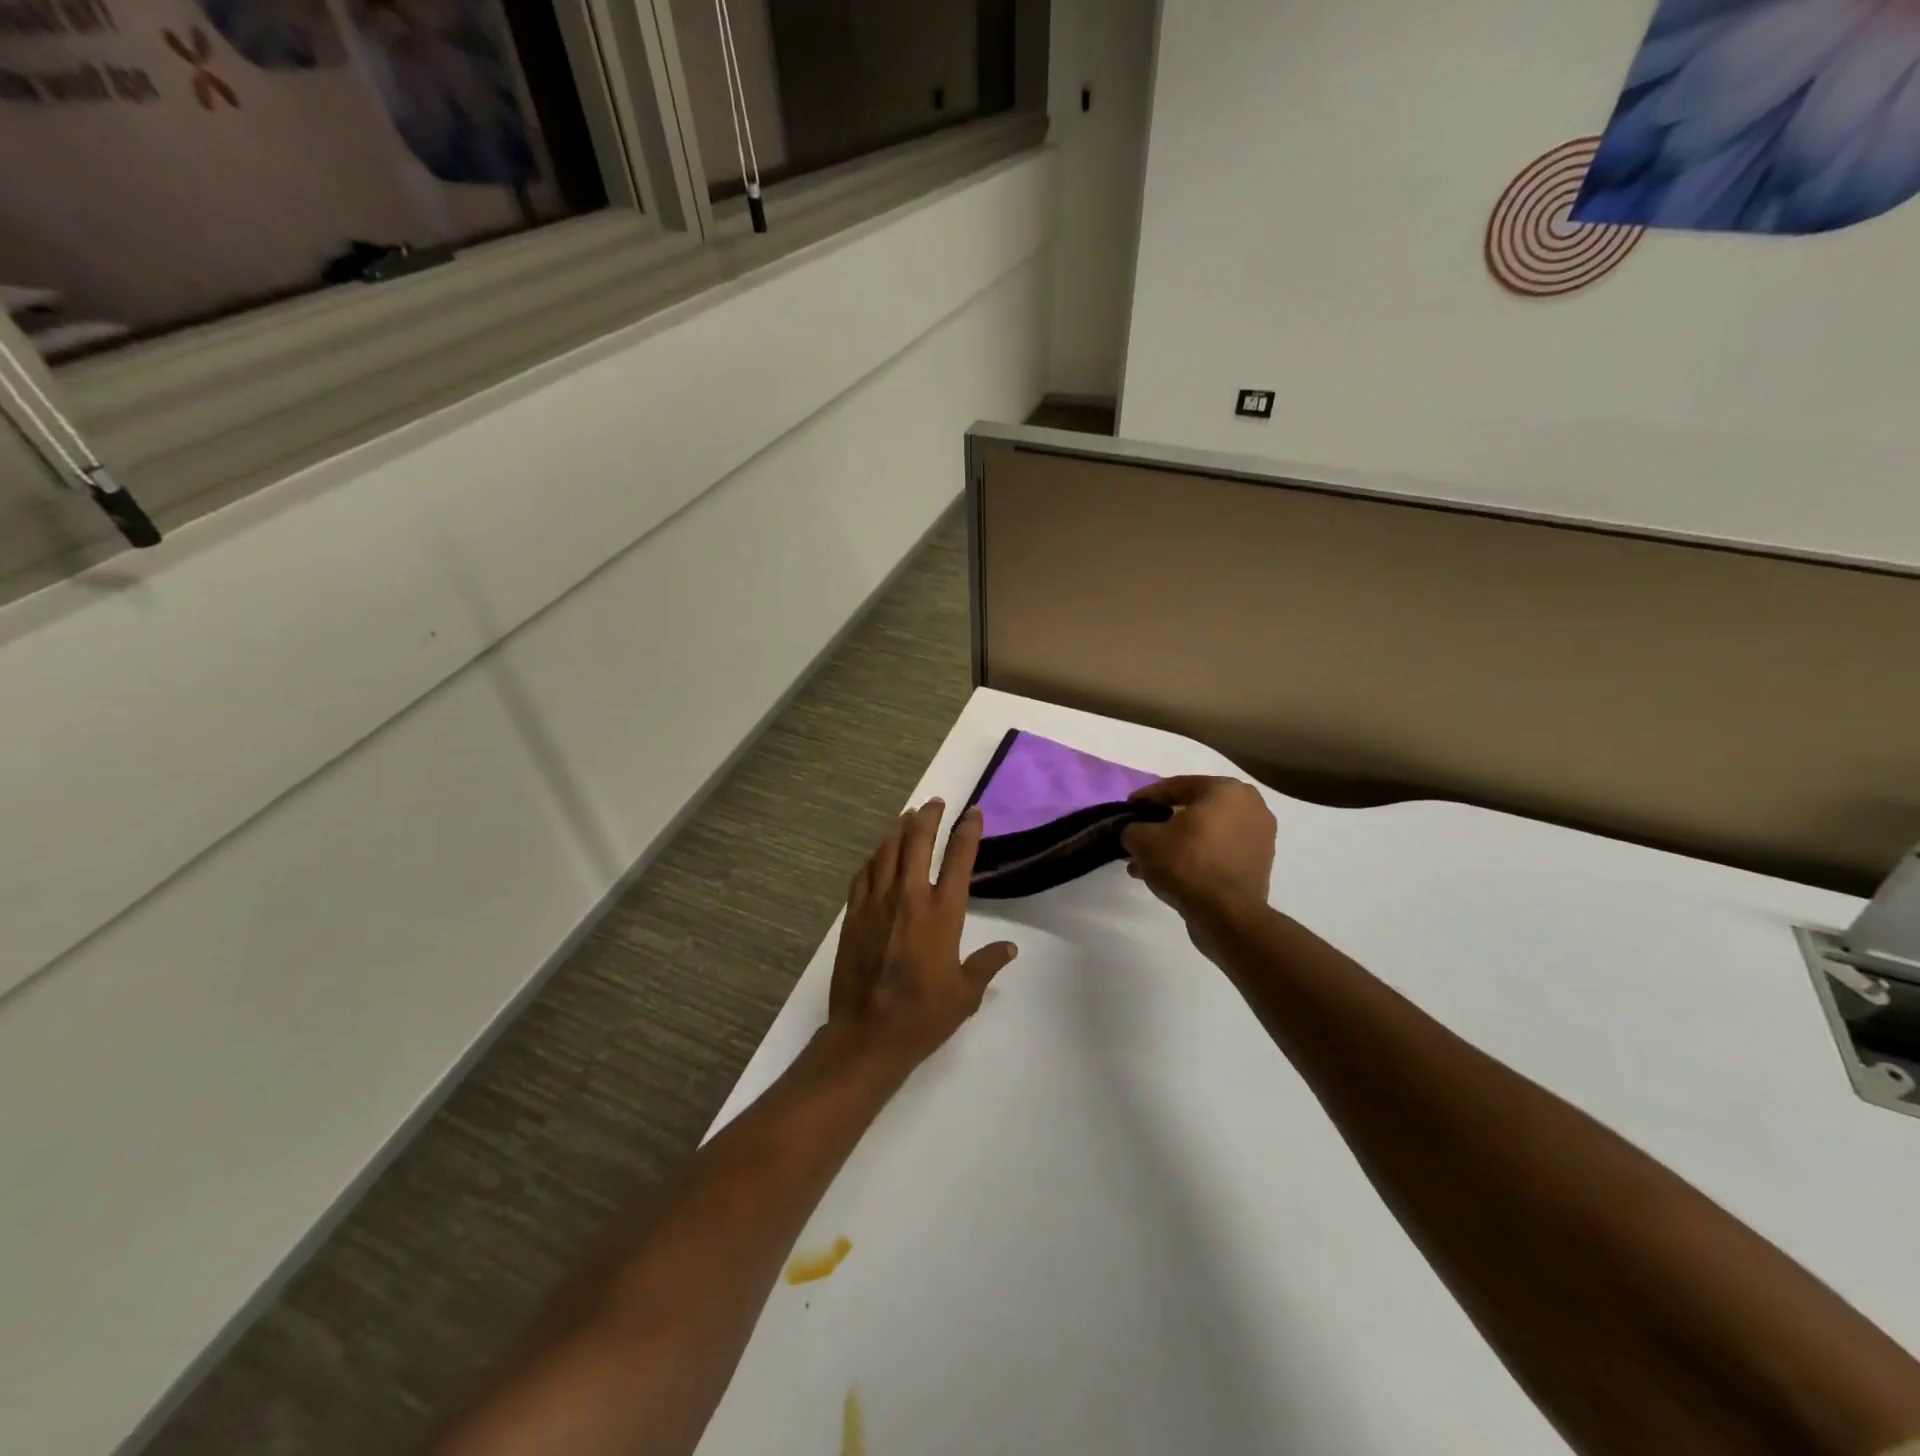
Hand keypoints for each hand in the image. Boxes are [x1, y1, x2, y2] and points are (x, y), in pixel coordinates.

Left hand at [825, 799, 1017, 1073]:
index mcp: (942, 914)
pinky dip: (874, 857)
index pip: (959, 860)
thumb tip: (1009, 948)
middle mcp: (909, 898)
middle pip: (917, 842)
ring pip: (887, 852)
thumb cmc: (924, 1016)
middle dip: (928, 817)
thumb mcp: (965, 994)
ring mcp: (877, 904)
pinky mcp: (853, 915)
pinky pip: (864, 874)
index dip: (967, 831)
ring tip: (907, 816)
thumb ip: (987, 964)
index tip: (972, 813)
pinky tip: (878, 853)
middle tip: (935, 803)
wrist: (868, 1036)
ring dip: (898, 829)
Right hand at [1121, 776, 1276, 920]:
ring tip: (1147, 862)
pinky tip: (1168, 875)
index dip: (1147, 797)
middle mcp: (1250, 807)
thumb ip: (1132, 828)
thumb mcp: (1143, 840)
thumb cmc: (1186, 864)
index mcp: (1226, 790)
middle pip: (1194, 810)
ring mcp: (1259, 837)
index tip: (1128, 808)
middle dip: (1163, 823)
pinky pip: (1218, 852)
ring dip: (1176, 844)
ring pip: (1206, 834)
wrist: (1227, 915)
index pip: (1177, 786)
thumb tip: (1133, 832)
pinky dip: (1195, 858)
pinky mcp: (1259, 865)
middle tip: (1139, 834)